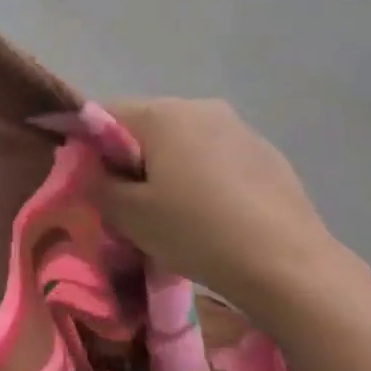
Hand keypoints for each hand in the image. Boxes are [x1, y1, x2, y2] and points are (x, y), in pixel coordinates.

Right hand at [88, 99, 338, 304]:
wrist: (286, 263)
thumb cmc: (196, 231)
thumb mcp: (129, 214)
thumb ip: (96, 184)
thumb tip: (88, 168)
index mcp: (163, 113)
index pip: (103, 114)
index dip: (84, 144)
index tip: (84, 181)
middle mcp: (201, 106)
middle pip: (145, 125)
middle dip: (128, 158)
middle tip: (125, 203)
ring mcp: (239, 127)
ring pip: (183, 141)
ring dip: (166, 167)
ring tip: (170, 212)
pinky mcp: (266, 152)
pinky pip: (216, 156)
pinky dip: (201, 176)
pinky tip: (210, 214)